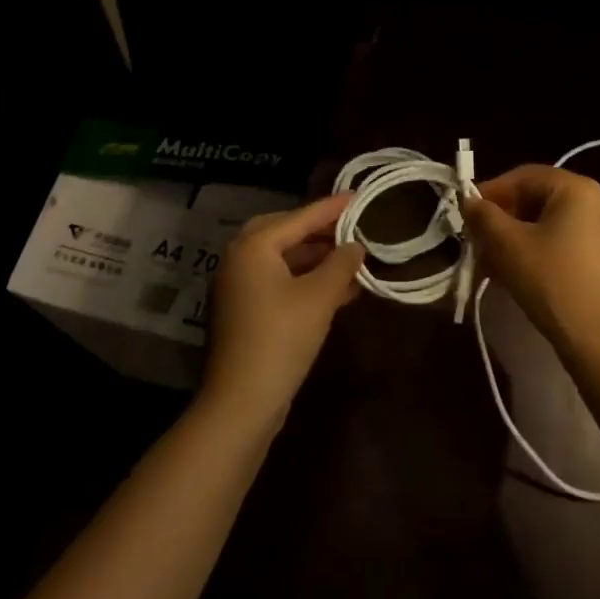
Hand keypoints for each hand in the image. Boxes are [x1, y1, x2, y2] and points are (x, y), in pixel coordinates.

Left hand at [201, 194, 363, 418]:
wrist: (241, 402)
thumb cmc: (281, 338)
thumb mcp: (320, 296)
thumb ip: (341, 263)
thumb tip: (356, 245)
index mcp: (254, 246)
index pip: (300, 217)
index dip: (332, 207)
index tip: (359, 196)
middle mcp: (240, 259)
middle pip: (286, 232)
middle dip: (320, 231)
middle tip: (351, 226)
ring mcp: (240, 287)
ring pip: (284, 259)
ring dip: (317, 258)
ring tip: (352, 258)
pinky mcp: (246, 312)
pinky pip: (280, 282)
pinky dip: (307, 280)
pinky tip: (339, 289)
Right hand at [462, 166, 599, 355]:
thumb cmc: (553, 281)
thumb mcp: (509, 246)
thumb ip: (484, 217)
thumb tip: (468, 201)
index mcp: (578, 189)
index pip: (525, 176)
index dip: (491, 191)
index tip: (466, 213)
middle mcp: (597, 204)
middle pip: (537, 200)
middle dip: (502, 220)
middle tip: (476, 242)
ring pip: (548, 226)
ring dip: (515, 240)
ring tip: (489, 265)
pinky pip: (563, 245)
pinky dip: (536, 253)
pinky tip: (514, 277)